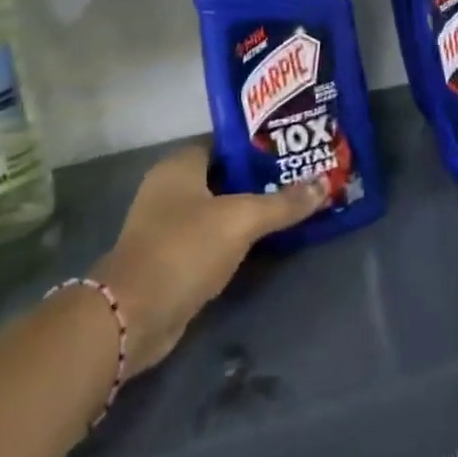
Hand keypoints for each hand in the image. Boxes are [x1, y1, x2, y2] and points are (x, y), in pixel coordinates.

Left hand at [91, 144, 325, 373]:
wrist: (134, 315)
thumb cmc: (184, 249)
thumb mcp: (240, 220)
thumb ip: (282, 203)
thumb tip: (323, 184)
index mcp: (180, 164)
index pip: (224, 141)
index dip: (256, 144)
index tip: (290, 148)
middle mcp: (169, 187)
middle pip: (222, 174)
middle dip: (257, 177)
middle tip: (299, 177)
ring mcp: (167, 224)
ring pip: (217, 207)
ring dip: (247, 209)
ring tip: (290, 206)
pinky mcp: (170, 257)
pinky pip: (210, 236)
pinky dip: (234, 236)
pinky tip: (264, 241)